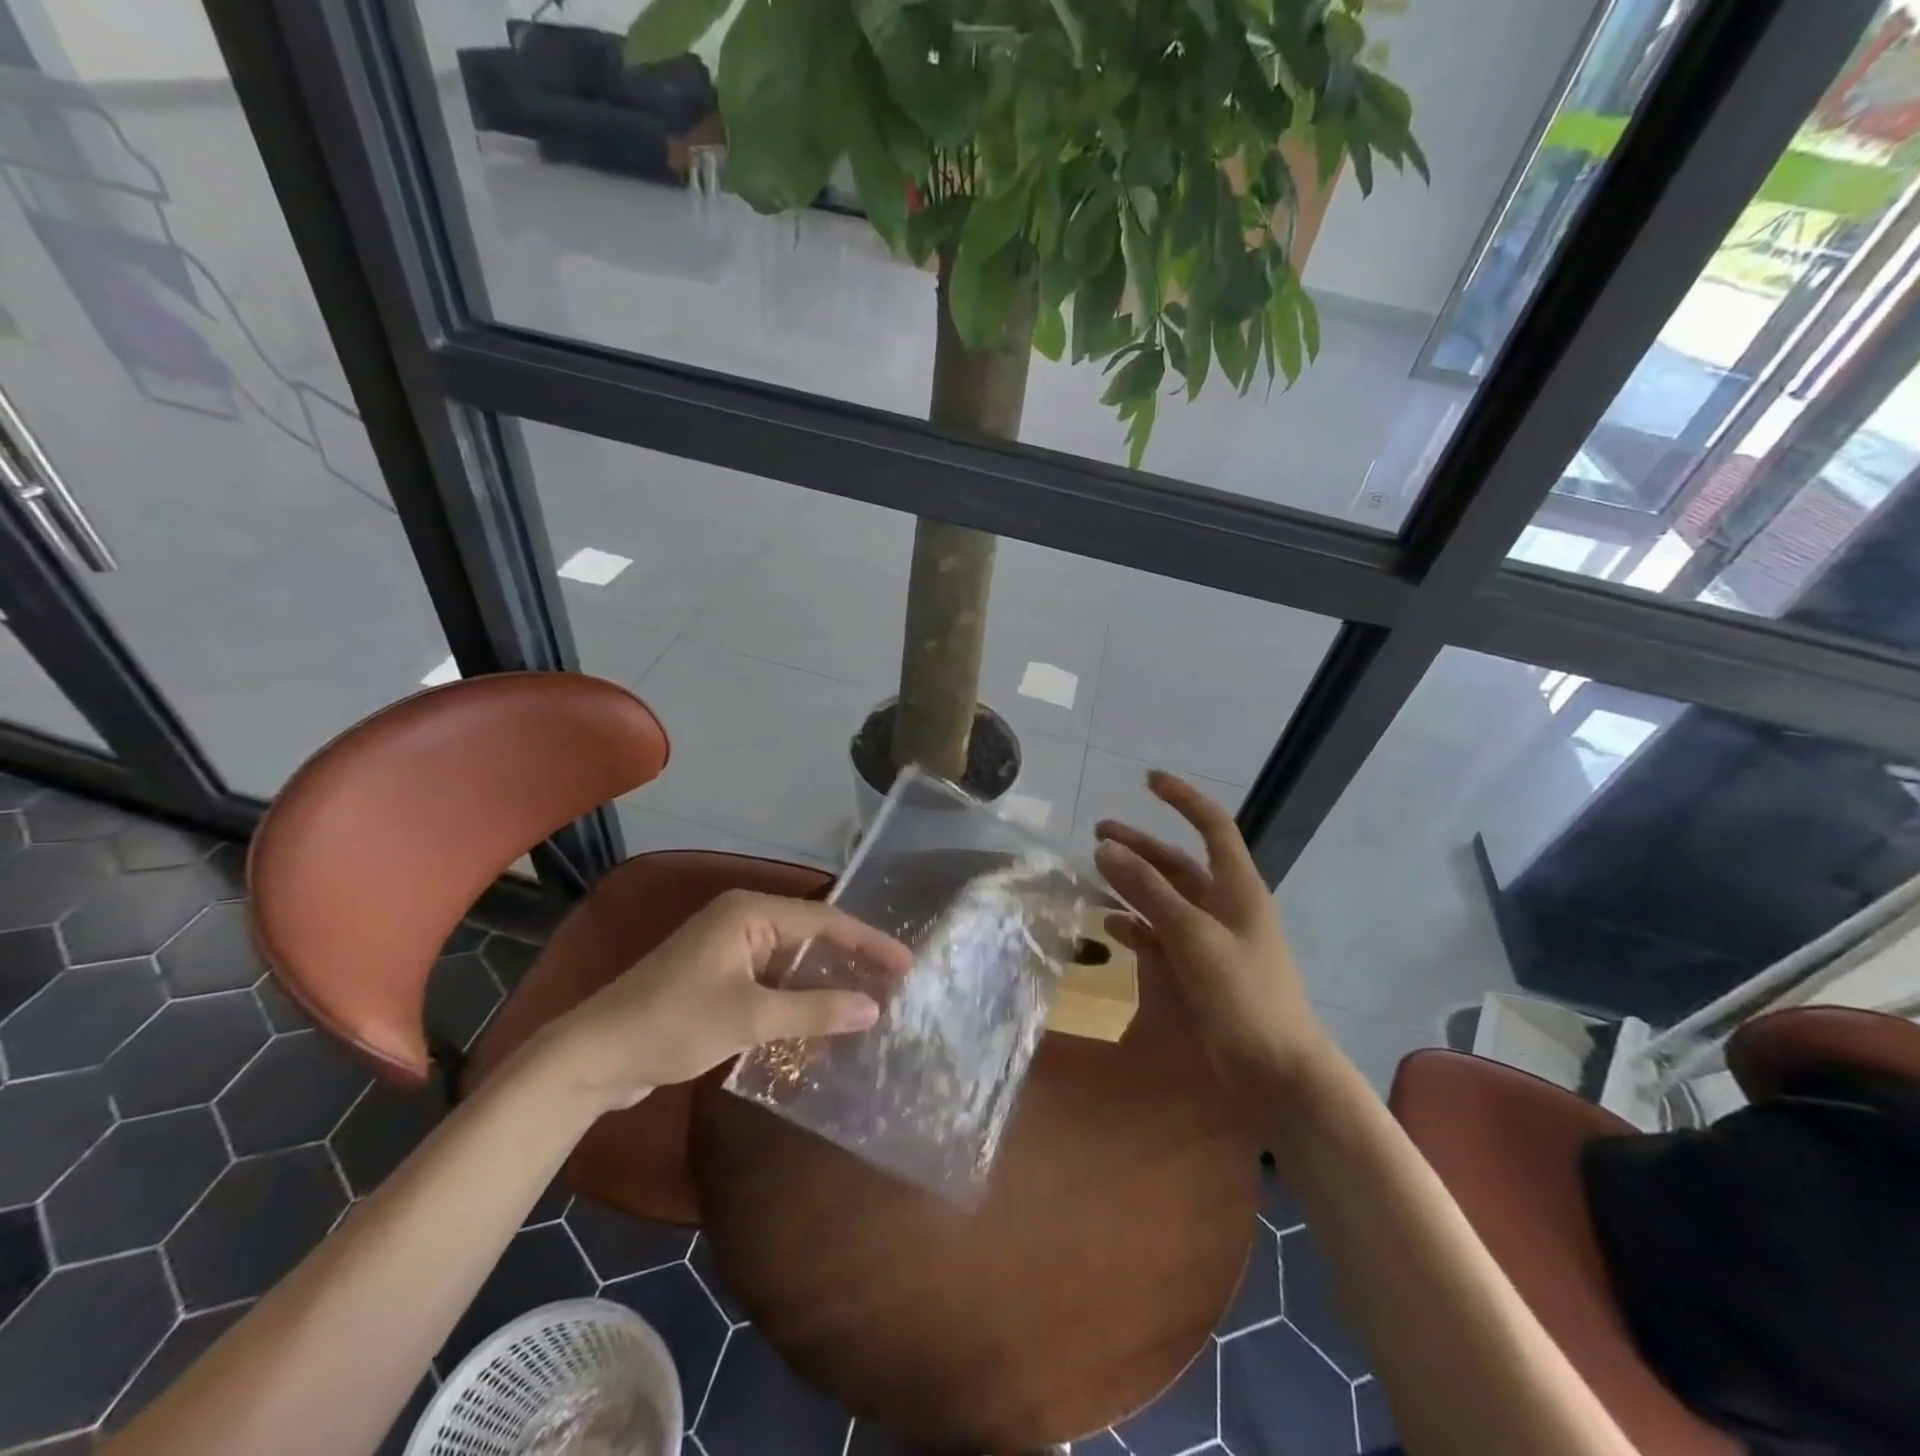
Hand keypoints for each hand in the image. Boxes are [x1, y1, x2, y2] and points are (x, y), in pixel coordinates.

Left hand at [537, 890, 911, 1111]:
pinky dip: (798, 997)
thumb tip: (874, 1008)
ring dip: (825, 981)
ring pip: (792, 961)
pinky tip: (821, 1020)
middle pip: (811, 936)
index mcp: (749, 912)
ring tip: (868, 1002)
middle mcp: (742, 920)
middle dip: (851, 960)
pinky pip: (772, 980)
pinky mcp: (717, 977)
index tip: (907, 965)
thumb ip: (815, 1010)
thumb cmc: (672, 1024)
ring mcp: (727, 949)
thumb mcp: (750, 1017)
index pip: (825, 921)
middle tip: (895, 984)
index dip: (869, 943)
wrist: (592, 1057)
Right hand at [1094, 771, 1333, 1088]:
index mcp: (1237, 887)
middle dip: (1140, 845)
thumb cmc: (1243, 995)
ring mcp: (1210, 940)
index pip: (1212, 826)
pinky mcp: (1198, 970)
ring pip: (1165, 899)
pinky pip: (1161, 936)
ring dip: (1132, 885)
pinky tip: (1110, 926)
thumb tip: (1105, 847)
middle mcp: (1224, 906)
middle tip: (1098, 833)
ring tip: (1094, 874)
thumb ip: (1148, 890)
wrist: (1277, 1072)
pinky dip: (1136, 926)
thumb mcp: (1192, 936)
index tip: (1148, 780)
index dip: (1183, 799)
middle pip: (1178, 863)